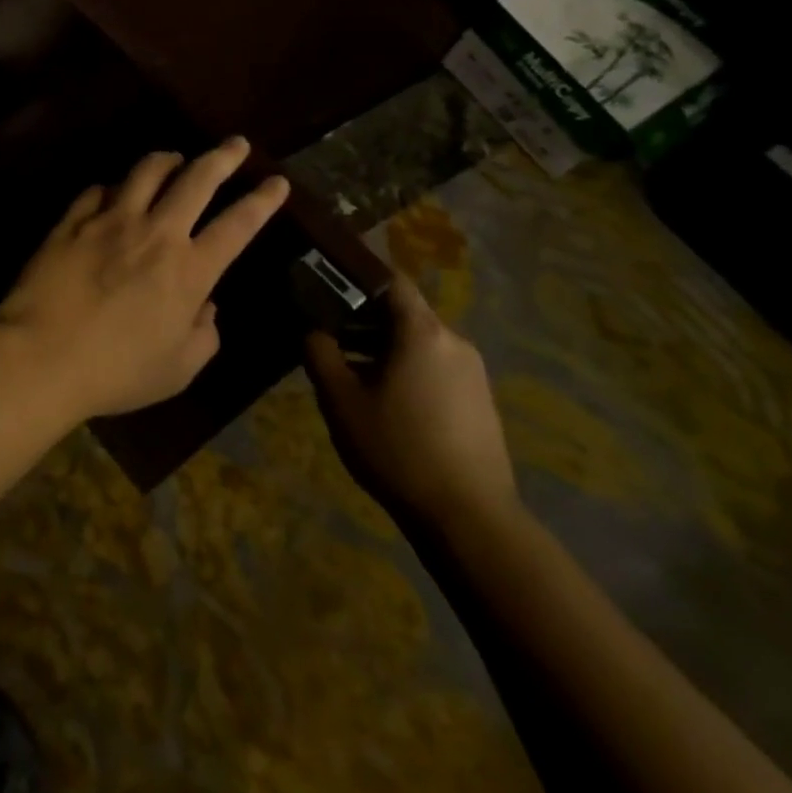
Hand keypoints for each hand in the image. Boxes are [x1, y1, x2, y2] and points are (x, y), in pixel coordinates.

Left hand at [0, 138, 290, 420]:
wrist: (41, 356)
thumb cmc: (116, 372)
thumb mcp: (177, 370)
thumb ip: (203, 336)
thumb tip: (207, 307)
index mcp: (189, 270)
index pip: (238, 224)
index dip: (262, 201)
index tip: (277, 181)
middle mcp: (155, 233)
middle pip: (197, 179)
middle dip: (223, 157)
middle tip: (236, 143)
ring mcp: (110, 221)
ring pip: (146, 171)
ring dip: (167, 159)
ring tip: (175, 157)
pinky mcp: (72, 221)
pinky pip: (98, 190)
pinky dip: (113, 188)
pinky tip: (113, 192)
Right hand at [304, 273, 517, 530]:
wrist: (469, 518)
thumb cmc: (397, 448)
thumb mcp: (341, 400)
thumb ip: (320, 353)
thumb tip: (312, 328)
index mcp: (422, 332)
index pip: (391, 280)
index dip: (357, 274)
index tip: (326, 279)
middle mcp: (453, 342)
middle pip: (403, 312)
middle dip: (362, 317)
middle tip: (325, 331)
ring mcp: (471, 373)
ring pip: (417, 342)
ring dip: (381, 346)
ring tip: (346, 368)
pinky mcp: (478, 401)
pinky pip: (434, 367)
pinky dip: (404, 368)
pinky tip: (380, 398)